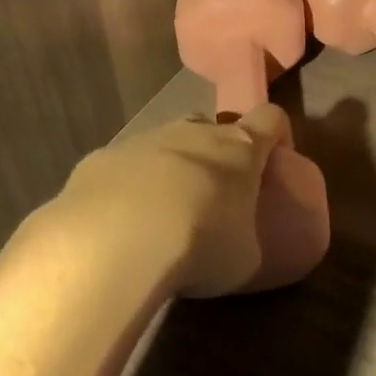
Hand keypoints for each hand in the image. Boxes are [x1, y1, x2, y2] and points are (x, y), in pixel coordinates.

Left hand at [53, 104, 313, 296]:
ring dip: (168, 172)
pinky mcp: (99, 159)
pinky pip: (120, 169)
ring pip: (163, 146)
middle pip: (211, 128)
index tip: (275, 159)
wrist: (114, 243)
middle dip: (214, 155)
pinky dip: (124, 190)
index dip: (276, 133)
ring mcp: (143, 141)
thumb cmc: (200, 244)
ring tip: (160, 219)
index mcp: (240, 148)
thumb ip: (246, 237)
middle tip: (213, 195)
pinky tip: (117, 228)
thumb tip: (238, 241)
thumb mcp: (244, 257)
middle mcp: (193, 132)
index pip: (270, 118)